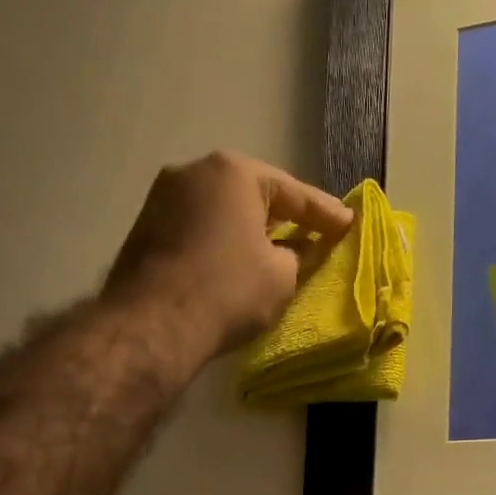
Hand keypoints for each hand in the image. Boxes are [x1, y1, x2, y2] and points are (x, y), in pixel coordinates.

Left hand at [100, 151, 353, 366]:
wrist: (155, 323)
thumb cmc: (229, 291)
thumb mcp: (281, 276)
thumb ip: (299, 255)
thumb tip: (299, 249)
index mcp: (233, 173)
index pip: (293, 192)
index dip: (325, 213)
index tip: (349, 224)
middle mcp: (194, 171)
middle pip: (252, 194)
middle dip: (284, 216)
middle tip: (314, 233)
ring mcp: (163, 197)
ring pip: (222, 210)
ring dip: (250, 228)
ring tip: (276, 249)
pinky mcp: (146, 227)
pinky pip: (199, 227)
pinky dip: (222, 240)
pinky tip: (236, 261)